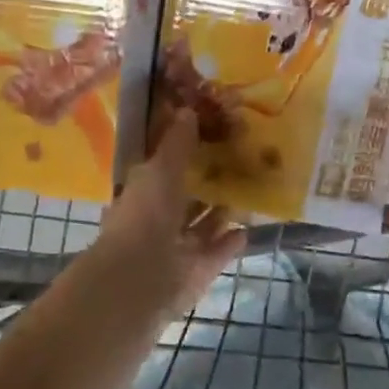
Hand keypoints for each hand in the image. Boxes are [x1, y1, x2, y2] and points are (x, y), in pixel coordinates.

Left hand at [88, 109, 246, 315]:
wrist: (142, 277)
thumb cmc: (146, 215)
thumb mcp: (161, 169)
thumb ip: (177, 144)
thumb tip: (188, 110)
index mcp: (141, 194)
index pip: (161, 170)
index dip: (180, 155)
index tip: (206, 137)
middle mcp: (157, 221)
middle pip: (184, 199)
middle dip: (204, 185)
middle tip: (236, 163)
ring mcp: (177, 249)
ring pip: (201, 226)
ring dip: (220, 212)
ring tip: (247, 191)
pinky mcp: (197, 271)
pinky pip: (217, 252)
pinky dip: (230, 241)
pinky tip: (248, 227)